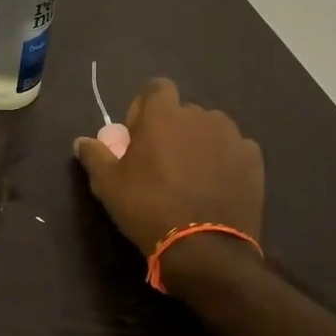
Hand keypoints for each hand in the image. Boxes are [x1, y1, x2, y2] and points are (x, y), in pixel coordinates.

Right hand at [74, 78, 263, 256]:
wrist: (204, 248)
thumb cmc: (148, 207)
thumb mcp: (108, 184)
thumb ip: (94, 155)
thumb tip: (82, 141)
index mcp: (163, 115)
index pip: (157, 87)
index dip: (145, 107)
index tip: (139, 134)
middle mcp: (200, 116)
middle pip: (183, 110)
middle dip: (173, 127)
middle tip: (162, 160)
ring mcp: (232, 136)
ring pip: (211, 128)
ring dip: (200, 141)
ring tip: (192, 173)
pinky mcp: (254, 160)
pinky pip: (234, 149)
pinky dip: (225, 160)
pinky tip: (216, 185)